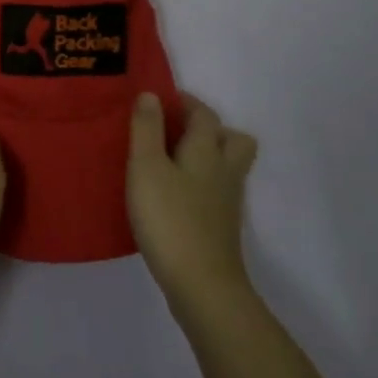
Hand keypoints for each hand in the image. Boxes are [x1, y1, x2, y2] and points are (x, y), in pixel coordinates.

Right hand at [127, 91, 258, 310]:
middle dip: (209, 128)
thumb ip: (147, 129)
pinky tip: (175, 194)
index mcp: (206, 150)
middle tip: (175, 131)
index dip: (185, 102)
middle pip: (232, 138)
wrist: (202, 283)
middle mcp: (224, 170)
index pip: (204, 114)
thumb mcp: (146, 167)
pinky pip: (217, 190)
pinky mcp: (221, 225)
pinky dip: (201, 183)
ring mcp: (227, 201)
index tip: (160, 100)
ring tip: (173, 160)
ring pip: (227, 166)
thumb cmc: (169, 218)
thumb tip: (151, 95)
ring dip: (207, 155)